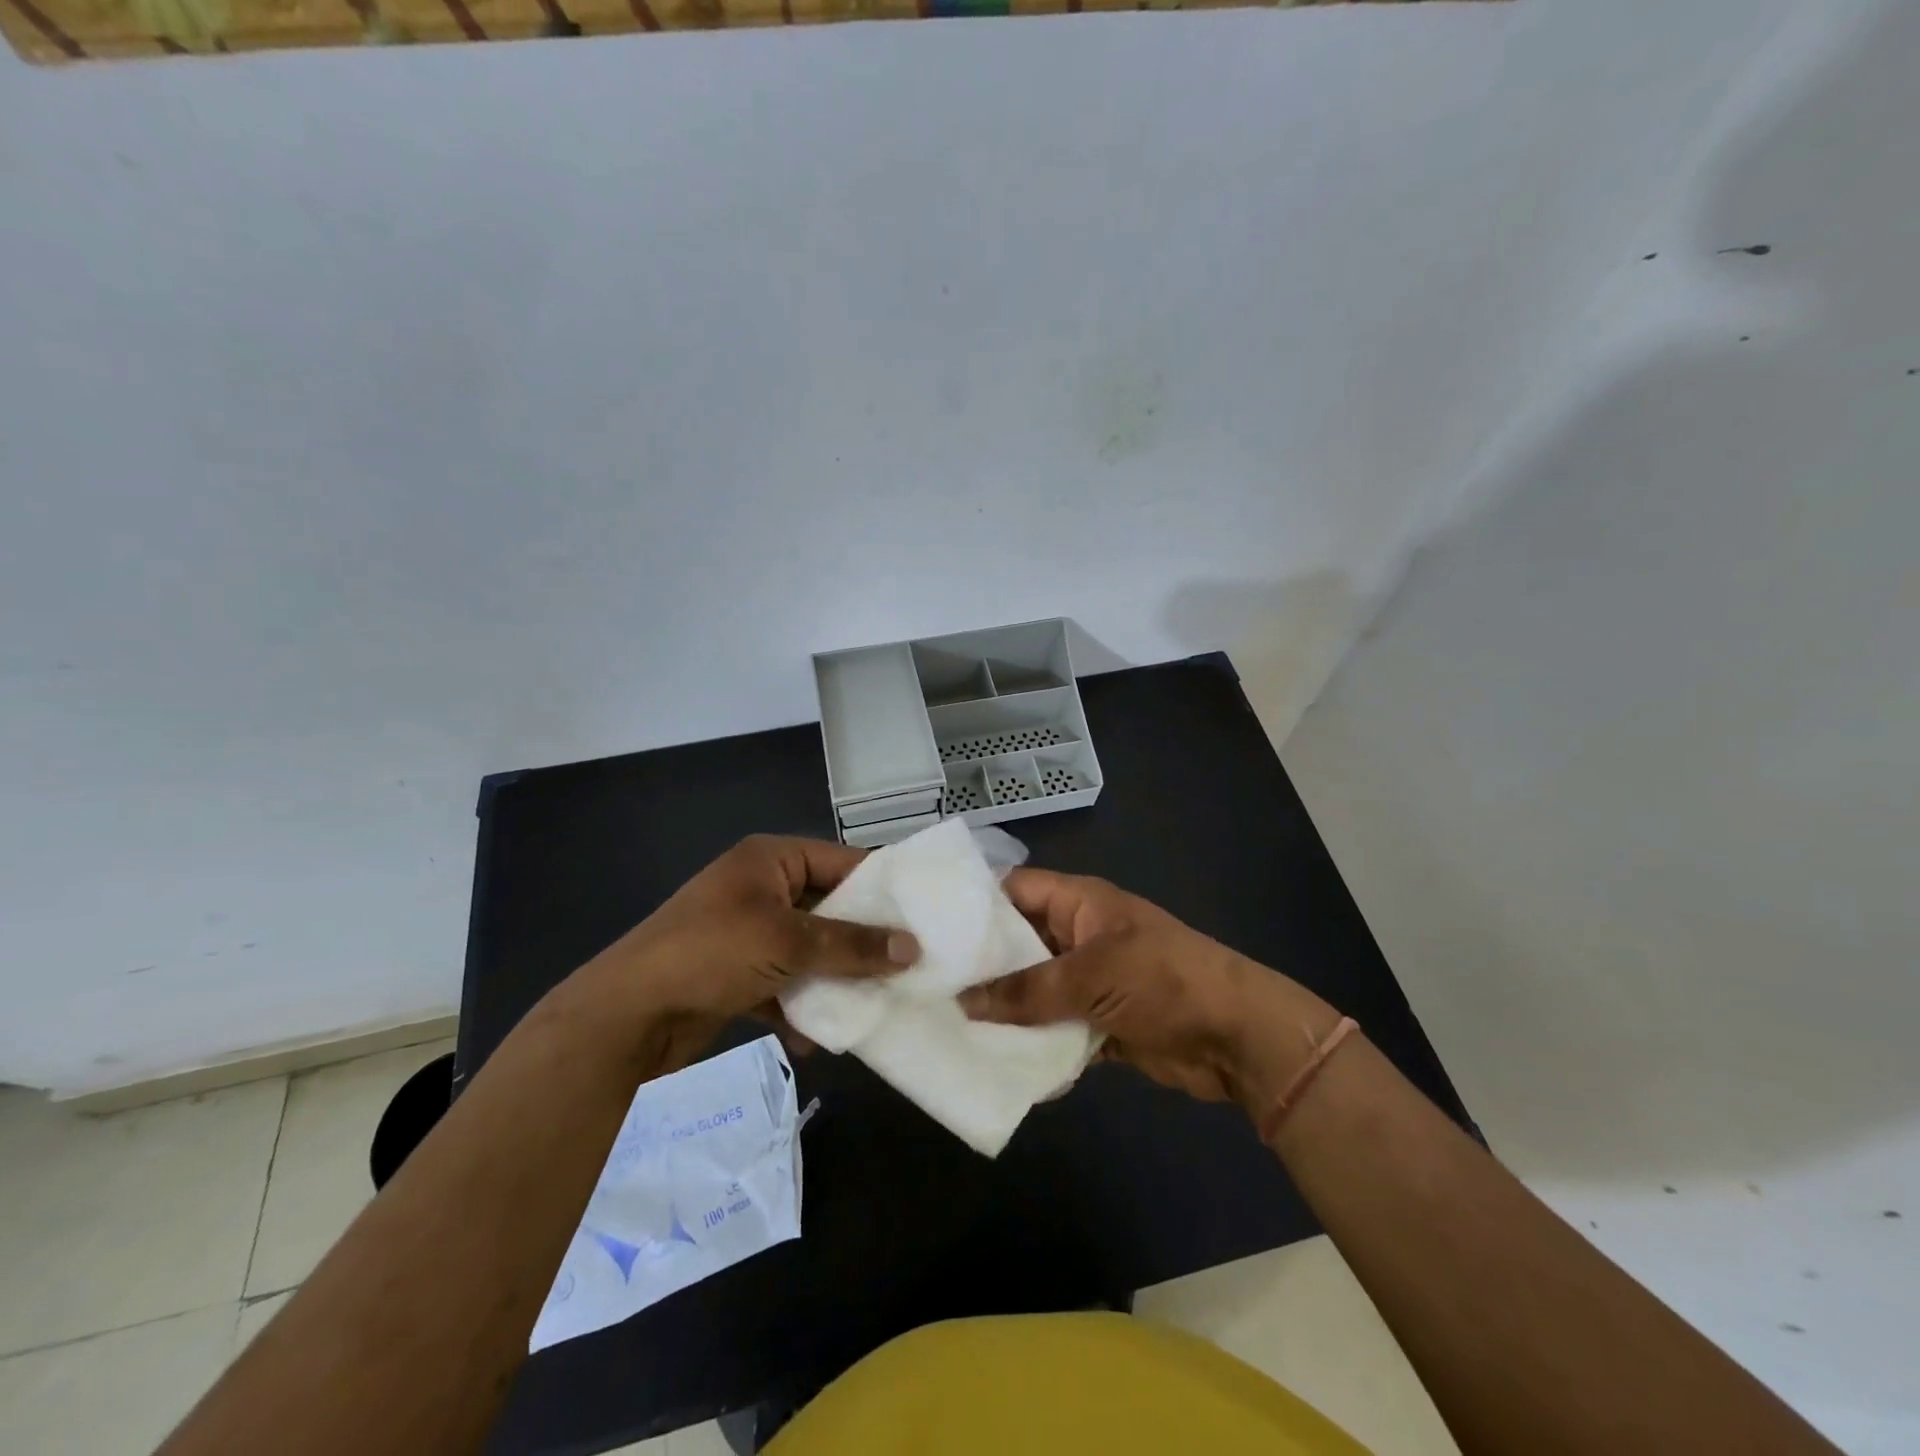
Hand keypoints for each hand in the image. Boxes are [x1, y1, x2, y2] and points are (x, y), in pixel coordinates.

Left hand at [566, 835, 918, 1074]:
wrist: (625, 1014)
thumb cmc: (711, 952)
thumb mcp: (788, 942)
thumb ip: (852, 945)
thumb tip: (913, 949)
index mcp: (771, 859)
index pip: (842, 862)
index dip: (882, 888)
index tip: (923, 916)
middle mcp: (761, 888)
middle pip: (828, 909)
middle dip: (861, 941)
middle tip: (908, 964)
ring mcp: (747, 931)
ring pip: (808, 950)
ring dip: (833, 978)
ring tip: (874, 1002)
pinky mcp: (735, 973)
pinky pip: (783, 982)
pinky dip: (799, 1006)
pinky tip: (818, 1037)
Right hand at [959, 868, 1335, 1114]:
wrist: (1237, 1037)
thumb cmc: (1164, 980)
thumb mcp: (1092, 976)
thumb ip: (1027, 991)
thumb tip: (964, 1001)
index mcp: (1077, 903)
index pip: (1013, 890)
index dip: (972, 904)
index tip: (926, 928)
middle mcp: (1076, 936)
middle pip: (1016, 944)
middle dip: (979, 965)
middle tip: (925, 986)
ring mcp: (1087, 980)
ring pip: (1031, 990)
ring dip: (1001, 1009)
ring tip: (945, 1026)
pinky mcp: (1096, 1022)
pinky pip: (1051, 1027)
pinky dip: (1030, 1042)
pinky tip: (991, 1060)